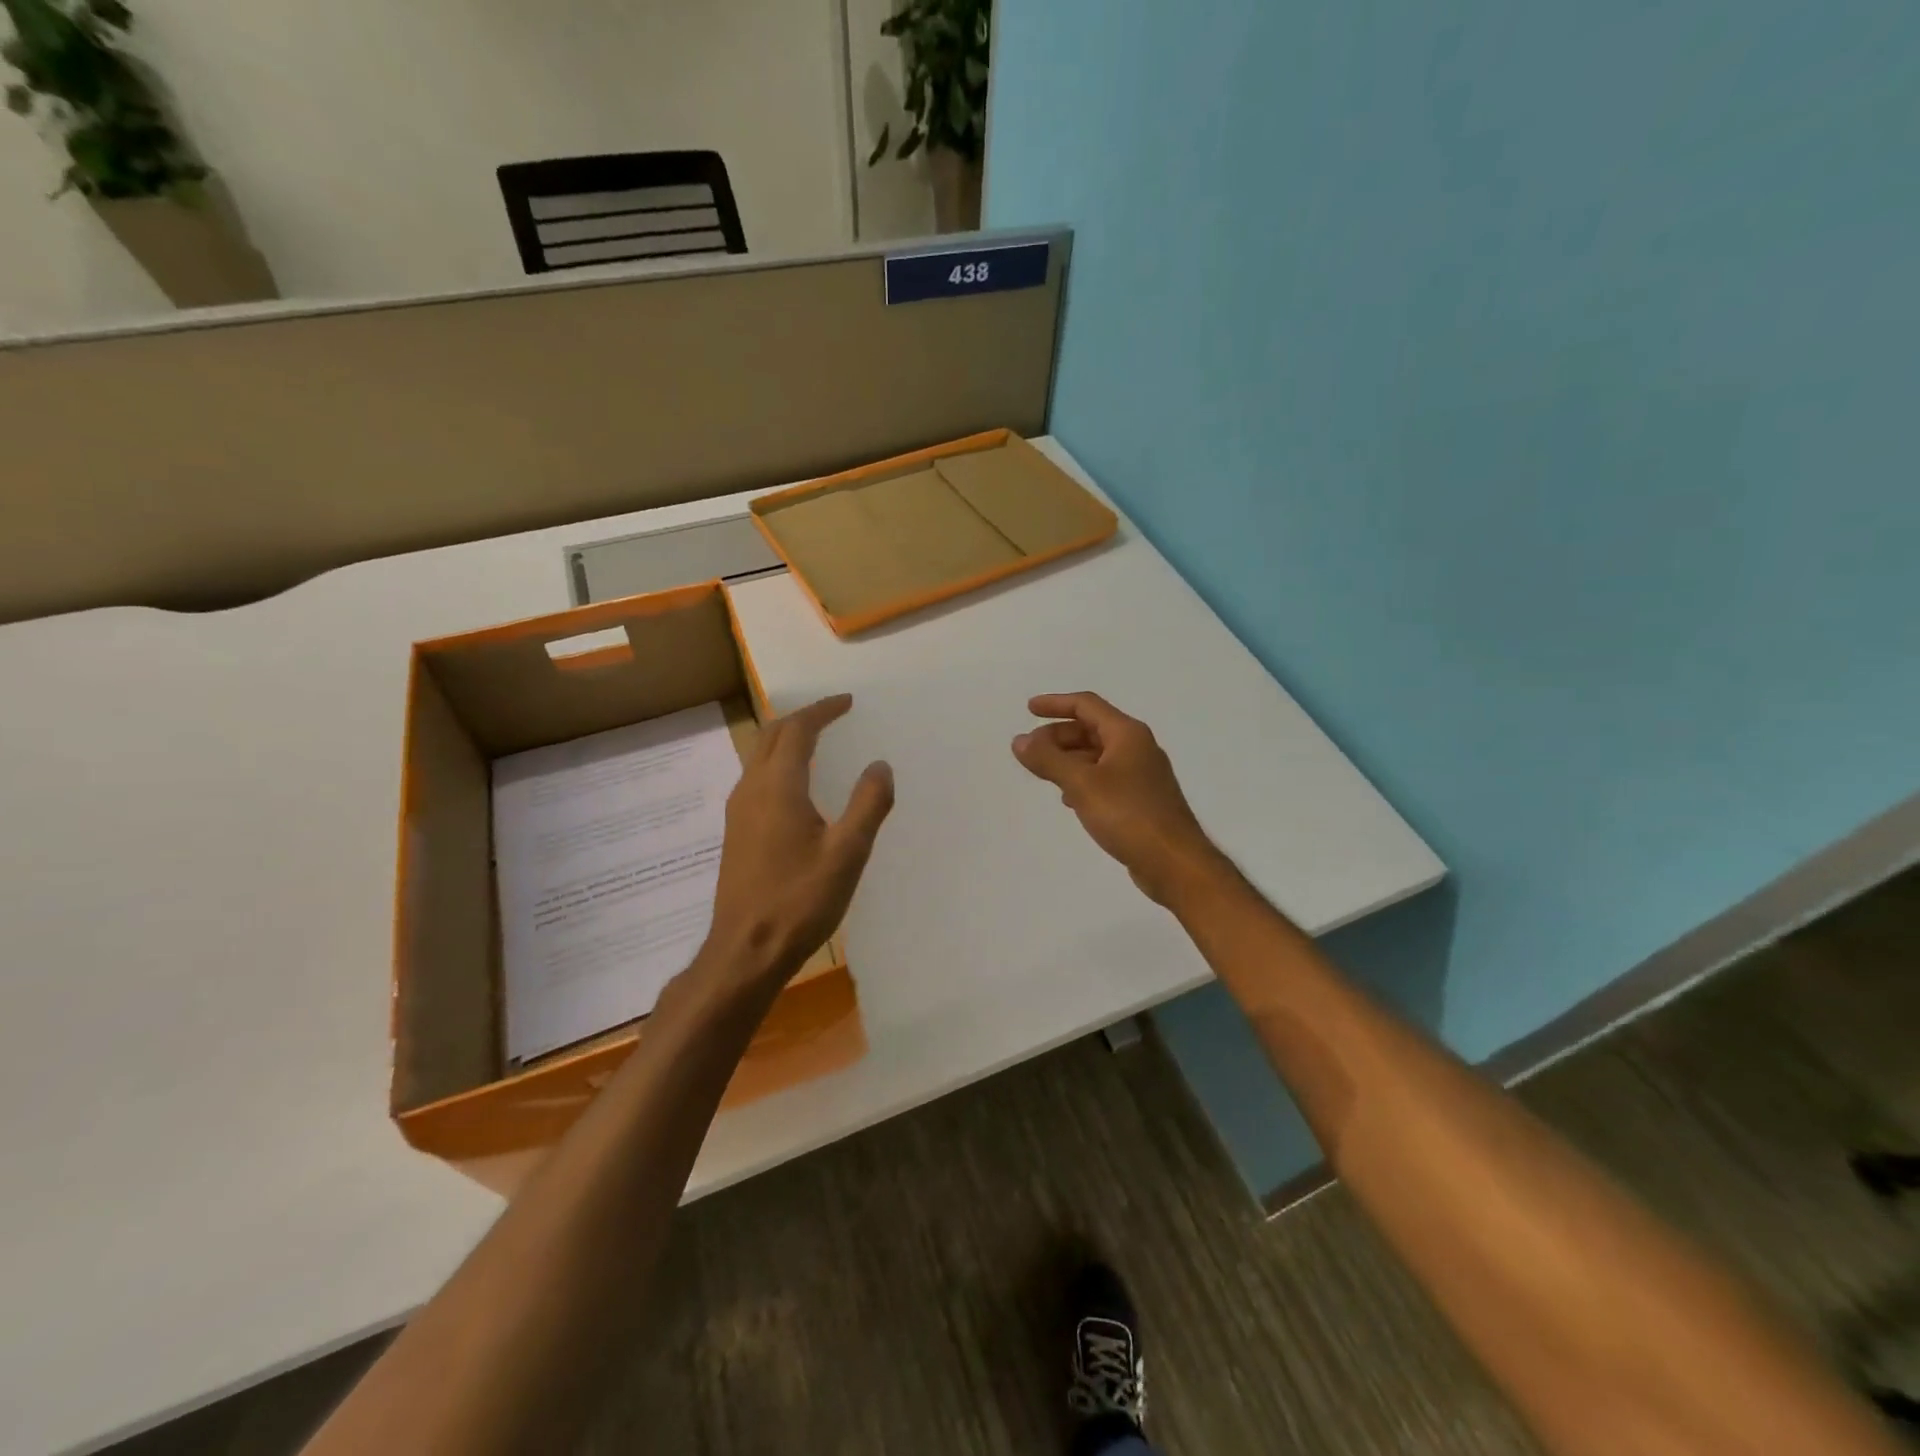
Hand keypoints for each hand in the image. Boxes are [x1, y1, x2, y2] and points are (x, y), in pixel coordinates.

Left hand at [705, 694, 893, 987]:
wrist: (746, 950)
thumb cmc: (800, 900)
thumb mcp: (847, 853)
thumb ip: (868, 804)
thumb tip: (880, 765)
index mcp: (778, 787)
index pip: (798, 730)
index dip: (822, 711)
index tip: (847, 701)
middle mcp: (751, 790)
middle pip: (772, 736)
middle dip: (802, 719)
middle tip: (832, 715)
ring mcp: (738, 812)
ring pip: (760, 757)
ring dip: (787, 740)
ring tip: (817, 742)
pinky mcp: (736, 833)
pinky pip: (756, 779)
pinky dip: (778, 764)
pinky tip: (797, 788)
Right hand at [1012, 692, 1220, 906]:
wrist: (1174, 863)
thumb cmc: (1128, 815)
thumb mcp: (1081, 784)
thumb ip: (1048, 760)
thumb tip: (1019, 740)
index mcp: (1127, 734)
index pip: (1086, 705)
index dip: (1056, 704)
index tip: (1028, 710)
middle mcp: (1137, 748)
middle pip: (1092, 729)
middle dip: (1058, 736)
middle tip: (1030, 751)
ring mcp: (1142, 775)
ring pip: (1098, 756)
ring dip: (1069, 759)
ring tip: (1043, 773)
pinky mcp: (1141, 801)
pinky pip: (1105, 778)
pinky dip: (1083, 779)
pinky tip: (1069, 799)